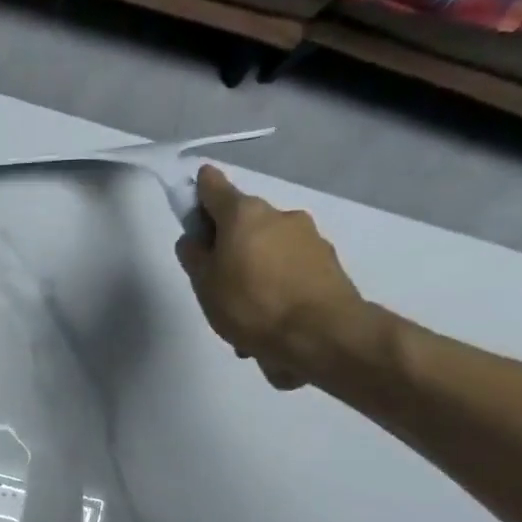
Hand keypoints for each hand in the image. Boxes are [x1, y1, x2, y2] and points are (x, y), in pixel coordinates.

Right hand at [175, 167, 369, 389]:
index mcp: (244, 214)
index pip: (213, 187)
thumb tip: (195, 239)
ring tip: (246, 314)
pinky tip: (270, 321)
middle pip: (244, 222)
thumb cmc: (251, 304)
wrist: (321, 335)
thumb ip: (194, 256)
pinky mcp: (329, 263)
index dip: (199, 191)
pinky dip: (277, 287)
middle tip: (217, 280)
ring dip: (255, 270)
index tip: (192, 205)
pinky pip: (290, 271)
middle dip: (230, 244)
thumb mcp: (204, 285)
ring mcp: (309, 238)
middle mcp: (280, 216)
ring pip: (269, 249)